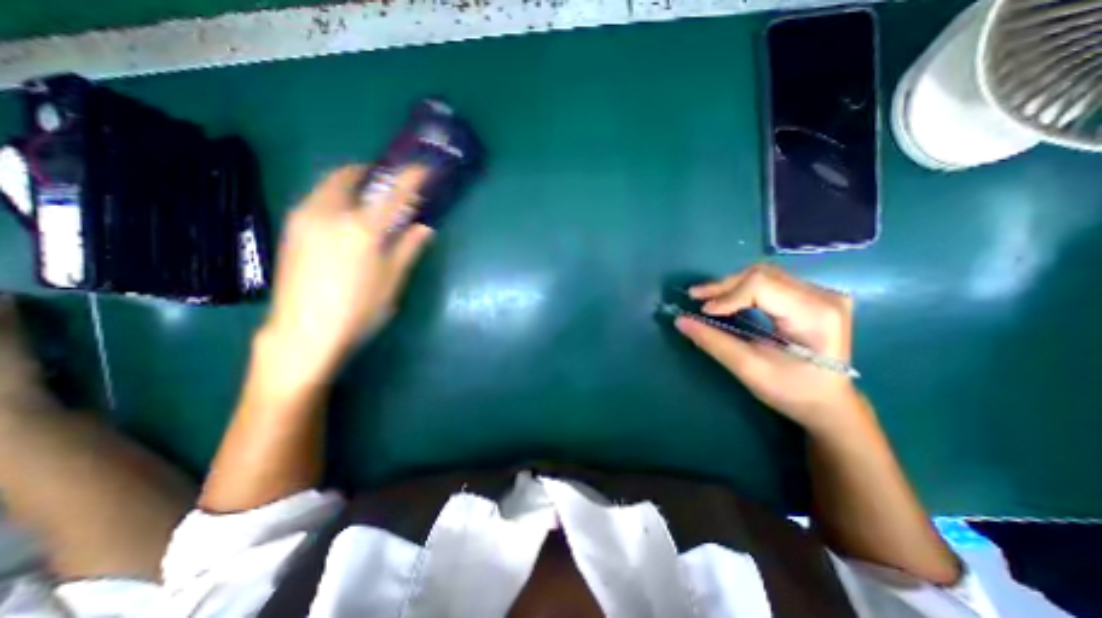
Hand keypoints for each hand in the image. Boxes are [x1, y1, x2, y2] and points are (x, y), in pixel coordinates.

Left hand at [257, 165, 429, 385]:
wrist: (304, 333)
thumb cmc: (358, 309)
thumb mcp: (391, 280)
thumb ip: (408, 249)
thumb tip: (424, 229)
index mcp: (362, 229)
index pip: (393, 194)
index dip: (410, 179)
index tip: (422, 169)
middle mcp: (329, 215)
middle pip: (347, 177)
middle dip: (366, 171)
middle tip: (382, 178)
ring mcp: (304, 220)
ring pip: (325, 186)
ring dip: (347, 182)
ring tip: (363, 194)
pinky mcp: (290, 232)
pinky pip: (314, 200)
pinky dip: (332, 196)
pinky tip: (341, 215)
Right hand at [676, 264, 864, 433]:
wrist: (828, 403)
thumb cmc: (792, 391)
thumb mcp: (748, 368)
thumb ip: (713, 341)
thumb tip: (680, 321)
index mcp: (815, 315)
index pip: (762, 285)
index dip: (728, 295)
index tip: (704, 312)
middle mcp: (823, 295)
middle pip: (762, 275)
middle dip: (725, 286)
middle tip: (696, 297)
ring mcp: (821, 293)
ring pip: (764, 275)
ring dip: (731, 286)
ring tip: (707, 299)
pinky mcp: (812, 296)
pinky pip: (770, 282)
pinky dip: (743, 289)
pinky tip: (728, 300)